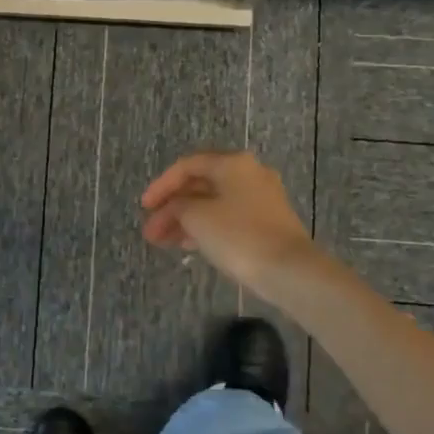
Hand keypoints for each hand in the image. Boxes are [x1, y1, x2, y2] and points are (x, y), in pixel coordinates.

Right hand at [140, 150, 317, 298]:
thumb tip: (176, 208)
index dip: (161, 185)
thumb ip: (178, 206)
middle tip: (151, 231)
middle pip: (200, 185)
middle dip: (172, 207)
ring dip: (185, 220)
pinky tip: (188, 245)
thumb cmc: (238, 235)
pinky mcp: (268, 222)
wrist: (290, 270)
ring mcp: (261, 199)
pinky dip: (206, 228)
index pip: (187, 165)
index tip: (144, 208)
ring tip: (163, 243)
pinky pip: (228, 218)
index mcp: (232, 163)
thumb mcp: (197, 217)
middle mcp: (249, 174)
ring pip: (213, 204)